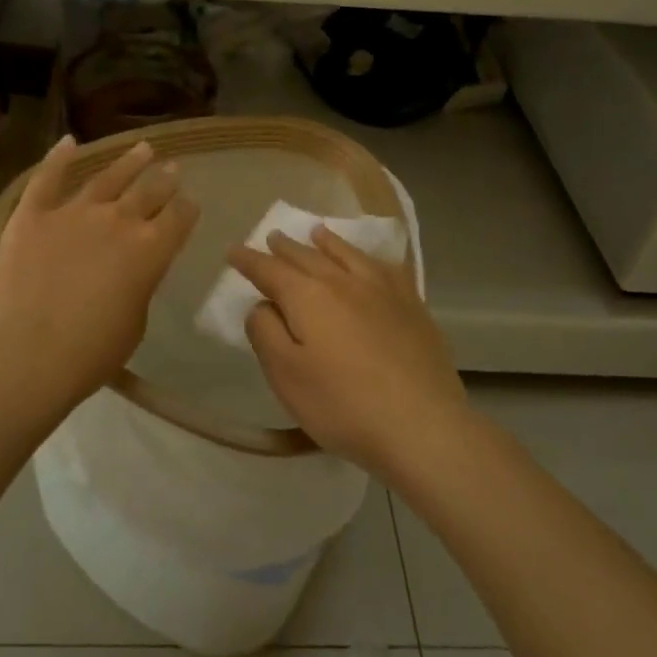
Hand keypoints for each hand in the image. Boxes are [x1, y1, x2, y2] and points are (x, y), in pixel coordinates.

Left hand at [0, 136, 198, 415]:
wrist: (25, 354)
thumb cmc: (89, 353)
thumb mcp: (134, 323)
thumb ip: (138, 287)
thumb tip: (132, 272)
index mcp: (150, 249)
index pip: (180, 217)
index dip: (187, 209)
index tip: (190, 204)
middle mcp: (118, 220)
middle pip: (149, 191)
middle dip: (165, 180)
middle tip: (173, 169)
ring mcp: (73, 212)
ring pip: (107, 177)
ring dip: (128, 162)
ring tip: (143, 148)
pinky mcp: (33, 214)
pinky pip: (47, 178)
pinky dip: (58, 157)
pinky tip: (68, 141)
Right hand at [229, 226, 467, 476]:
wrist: (422, 424)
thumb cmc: (343, 405)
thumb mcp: (286, 375)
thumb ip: (265, 333)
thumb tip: (263, 305)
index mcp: (308, 297)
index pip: (269, 270)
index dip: (249, 261)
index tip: (233, 252)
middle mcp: (343, 281)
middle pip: (307, 256)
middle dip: (285, 247)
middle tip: (271, 237)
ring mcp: (382, 290)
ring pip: (347, 254)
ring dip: (326, 242)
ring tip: (316, 233)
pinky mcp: (412, 305)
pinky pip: (385, 267)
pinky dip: (368, 257)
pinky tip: (370, 260)